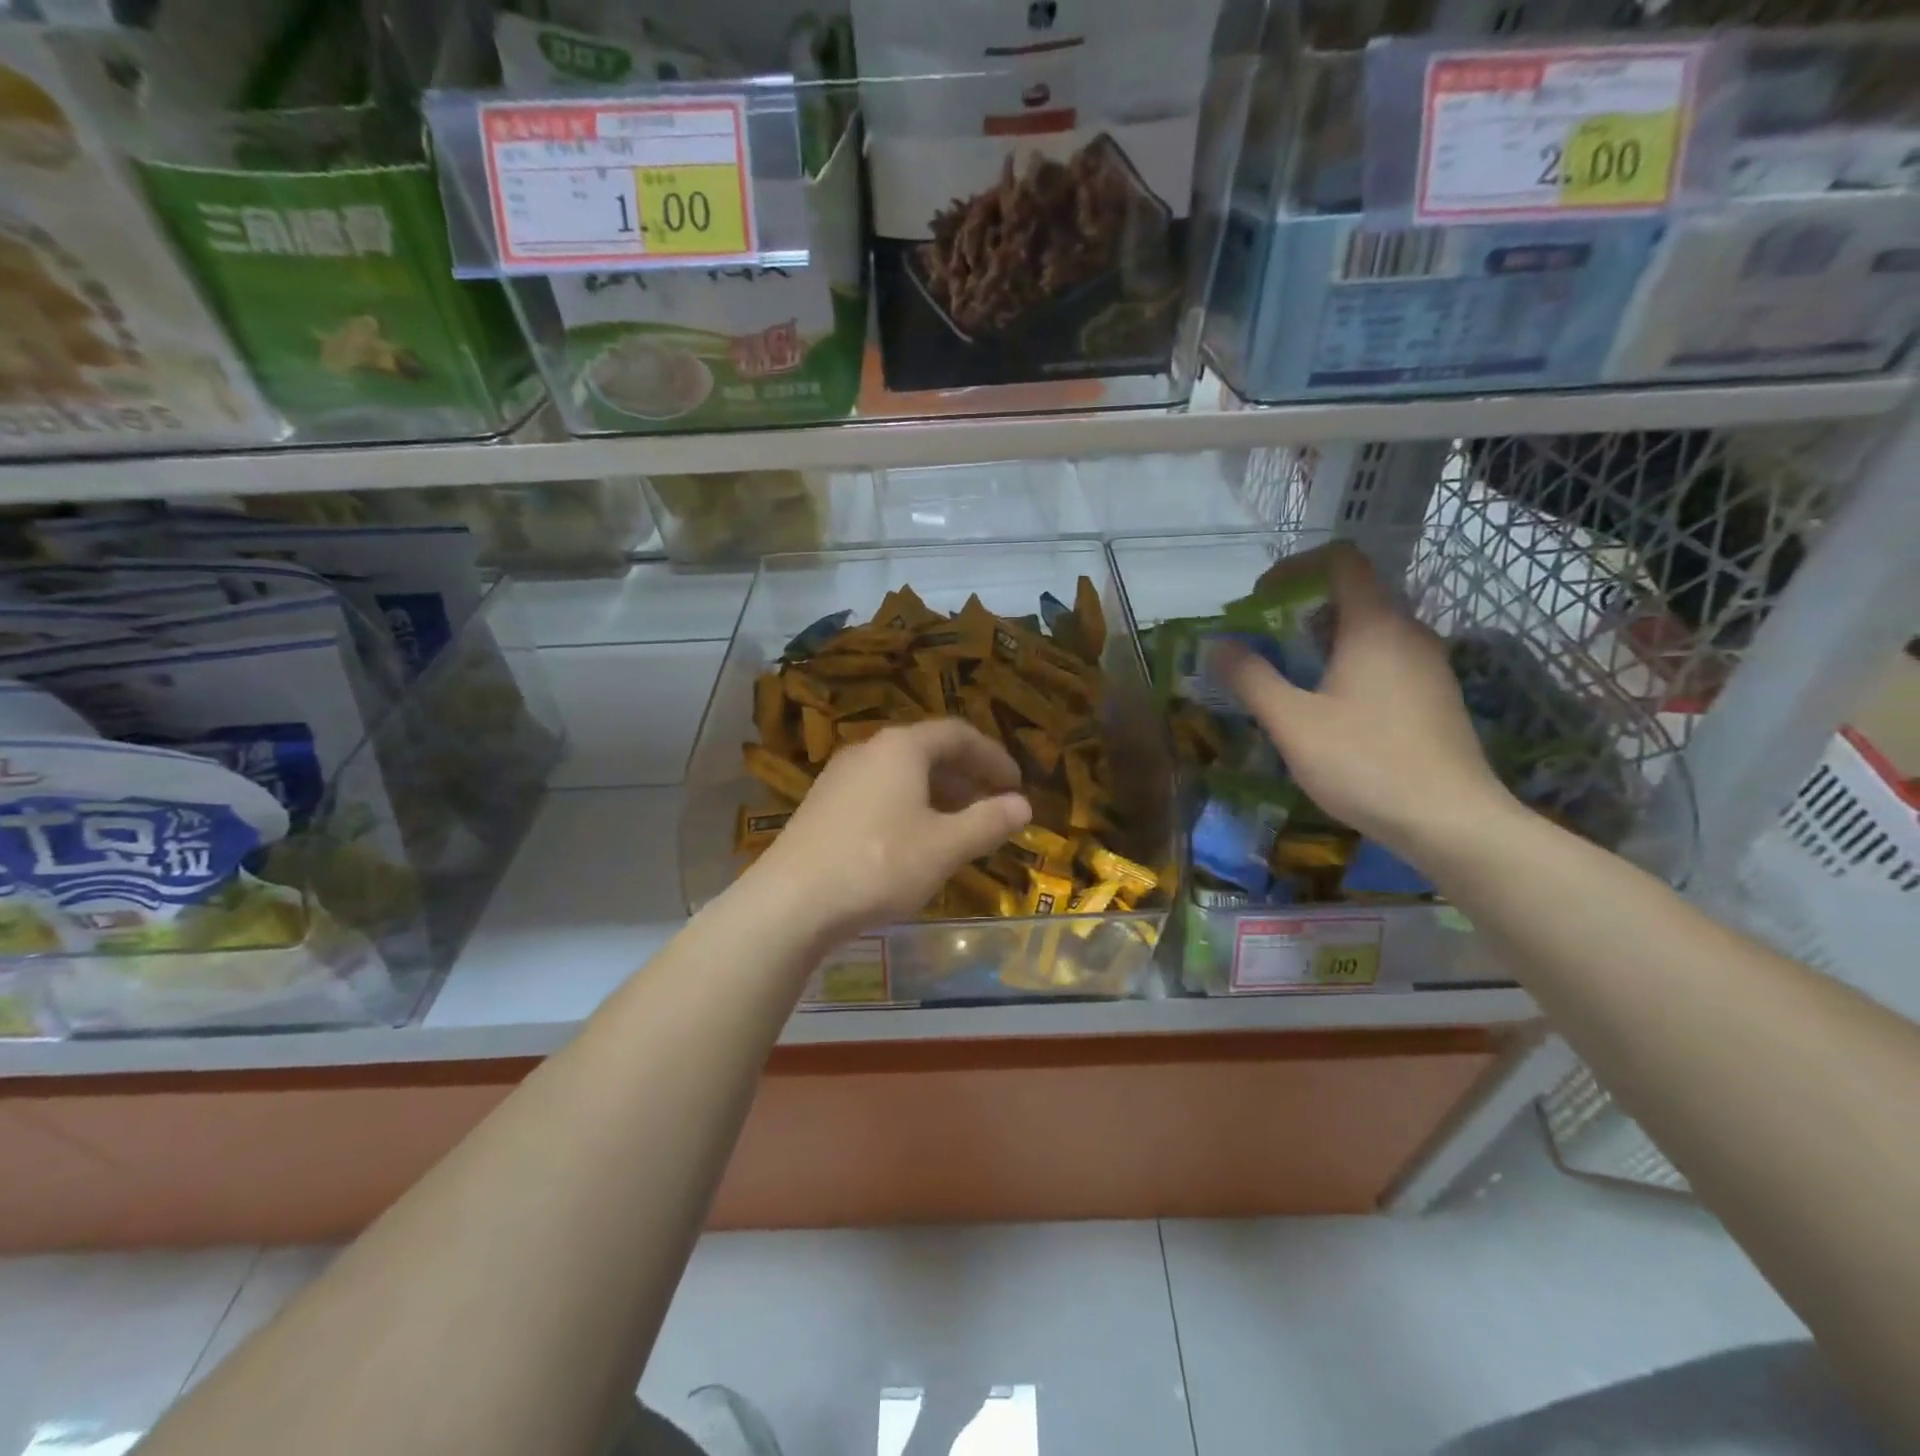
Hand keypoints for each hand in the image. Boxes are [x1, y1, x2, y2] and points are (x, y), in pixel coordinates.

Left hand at [747, 719, 1031, 945]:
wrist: (791, 901)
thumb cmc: (879, 864)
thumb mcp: (944, 847)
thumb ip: (988, 822)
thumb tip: (1023, 805)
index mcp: (902, 747)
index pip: (958, 734)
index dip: (993, 756)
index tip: (1016, 783)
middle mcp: (869, 750)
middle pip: (928, 750)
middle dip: (967, 775)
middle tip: (993, 804)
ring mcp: (840, 776)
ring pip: (902, 773)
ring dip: (938, 792)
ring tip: (960, 825)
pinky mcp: (824, 804)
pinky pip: (879, 791)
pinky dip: (909, 805)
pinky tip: (914, 840)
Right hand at [1208, 543, 1514, 859]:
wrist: (1451, 822)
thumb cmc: (1365, 763)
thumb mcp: (1292, 722)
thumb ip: (1251, 678)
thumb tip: (1218, 645)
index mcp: (1375, 626)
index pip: (1341, 561)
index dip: (1295, 567)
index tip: (1260, 599)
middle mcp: (1409, 633)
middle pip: (1354, 596)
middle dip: (1301, 612)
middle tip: (1264, 646)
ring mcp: (1429, 666)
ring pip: (1370, 632)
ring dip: (1324, 642)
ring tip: (1290, 680)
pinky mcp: (1436, 698)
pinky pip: (1386, 660)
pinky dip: (1350, 666)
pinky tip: (1330, 712)